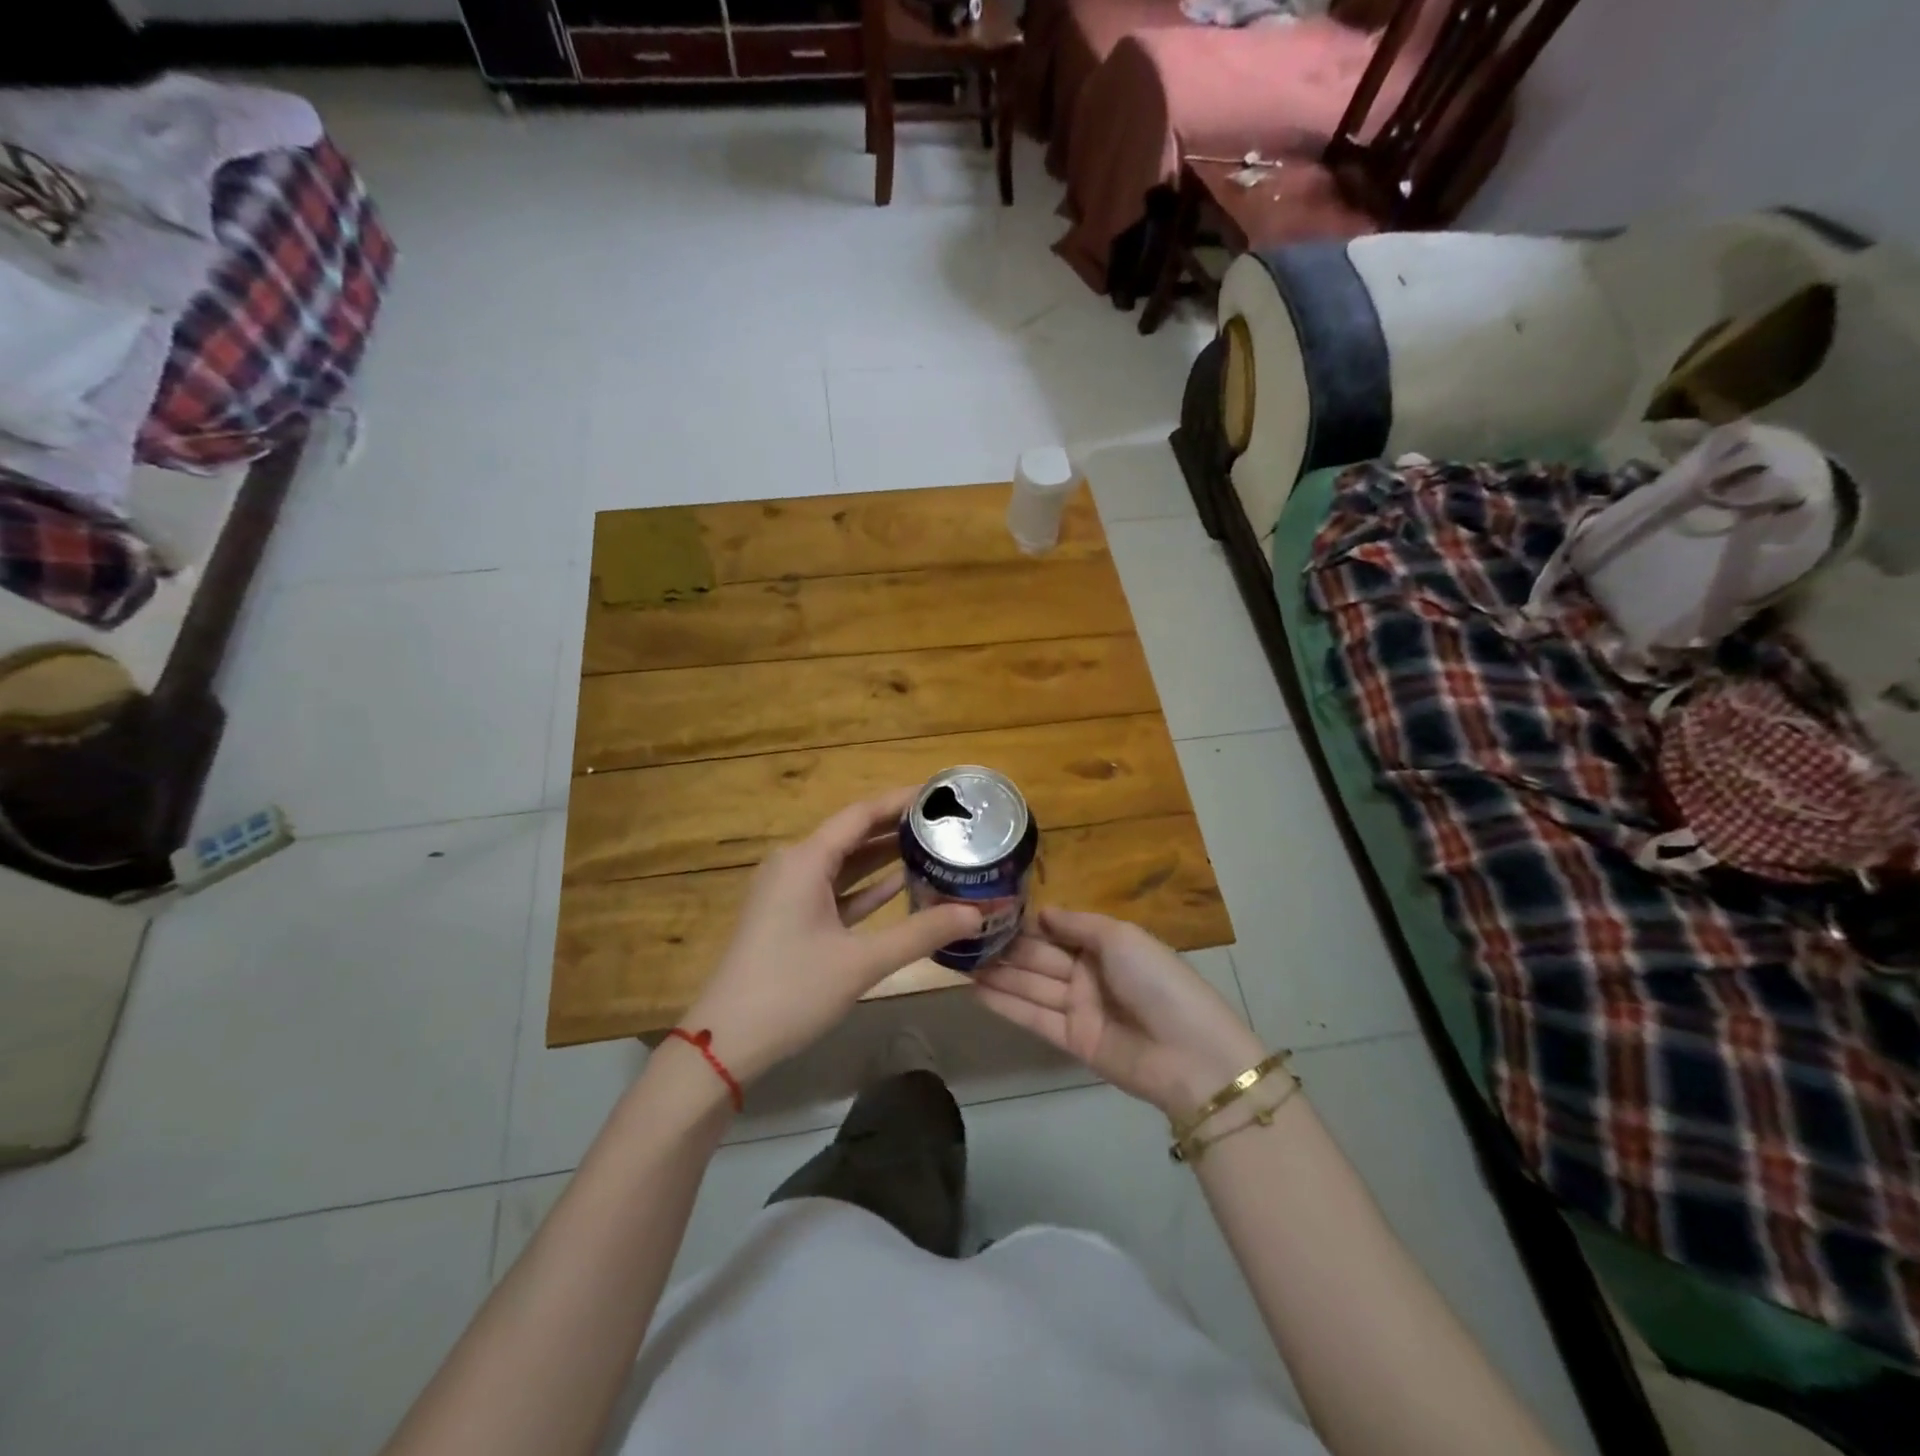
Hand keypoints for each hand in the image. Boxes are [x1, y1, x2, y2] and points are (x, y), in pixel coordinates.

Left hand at [685, 789, 982, 1085]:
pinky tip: (901, 884)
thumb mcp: (861, 962)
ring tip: (933, 846)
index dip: (901, 801)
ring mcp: (789, 892)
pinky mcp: (789, 917)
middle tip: (947, 823)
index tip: (941, 794)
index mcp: (805, 860)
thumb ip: (920, 933)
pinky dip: (865, 886)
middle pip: (853, 834)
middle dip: (898, 827)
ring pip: (844, 863)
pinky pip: (834, 889)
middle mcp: (795, 865)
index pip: (861, 814)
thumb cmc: (791, 991)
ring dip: (883, 857)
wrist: (726, 1042)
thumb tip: (975, 913)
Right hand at [974, 907, 1265, 1118]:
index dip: (1023, 923)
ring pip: (1030, 986)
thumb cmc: (1157, 982)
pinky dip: (1005, 1004)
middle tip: (959, 937)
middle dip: (1003, 948)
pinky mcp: (1071, 1040)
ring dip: (997, 974)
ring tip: (957, 961)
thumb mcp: (1121, 938)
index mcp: (1104, 944)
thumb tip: (1041, 912)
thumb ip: (1077, 925)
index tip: (985, 912)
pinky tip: (974, 990)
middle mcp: (1088, 973)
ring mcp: (1079, 1008)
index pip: (1055, 930)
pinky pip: (1033, 1017)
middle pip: (1038, 957)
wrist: (1190, 1054)